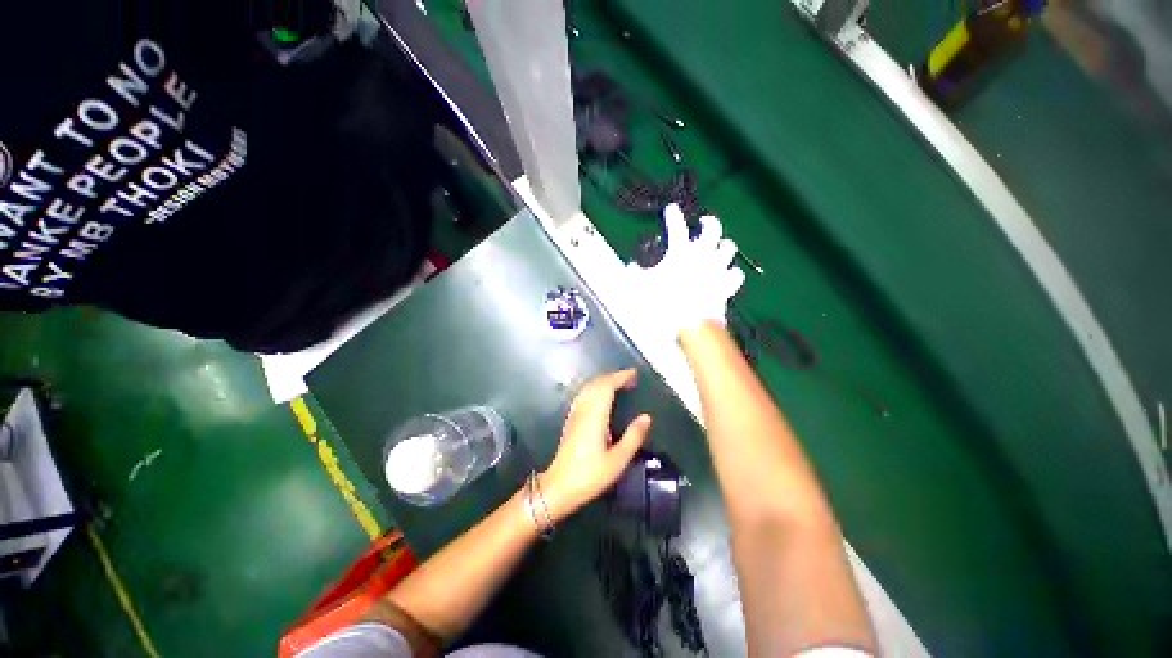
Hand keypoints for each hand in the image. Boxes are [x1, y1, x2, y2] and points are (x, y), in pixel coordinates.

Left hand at [539, 369, 651, 521]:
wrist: (559, 486)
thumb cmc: (590, 475)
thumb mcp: (617, 460)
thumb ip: (633, 437)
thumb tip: (646, 417)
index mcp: (595, 416)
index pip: (606, 386)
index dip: (620, 377)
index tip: (634, 374)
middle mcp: (583, 409)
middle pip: (597, 384)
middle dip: (613, 377)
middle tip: (630, 378)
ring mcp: (575, 413)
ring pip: (588, 388)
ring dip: (603, 381)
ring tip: (619, 384)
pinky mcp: (571, 420)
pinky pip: (584, 395)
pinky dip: (595, 389)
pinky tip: (601, 396)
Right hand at [626, 204, 745, 335]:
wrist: (688, 324)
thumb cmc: (663, 303)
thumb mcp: (639, 286)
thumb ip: (634, 273)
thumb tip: (631, 266)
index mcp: (680, 252)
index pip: (676, 226)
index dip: (672, 215)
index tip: (671, 209)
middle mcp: (703, 255)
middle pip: (712, 228)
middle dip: (708, 222)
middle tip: (704, 222)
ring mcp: (718, 269)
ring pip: (729, 247)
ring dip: (723, 246)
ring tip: (719, 247)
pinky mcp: (727, 285)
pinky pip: (736, 274)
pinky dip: (732, 273)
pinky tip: (729, 273)